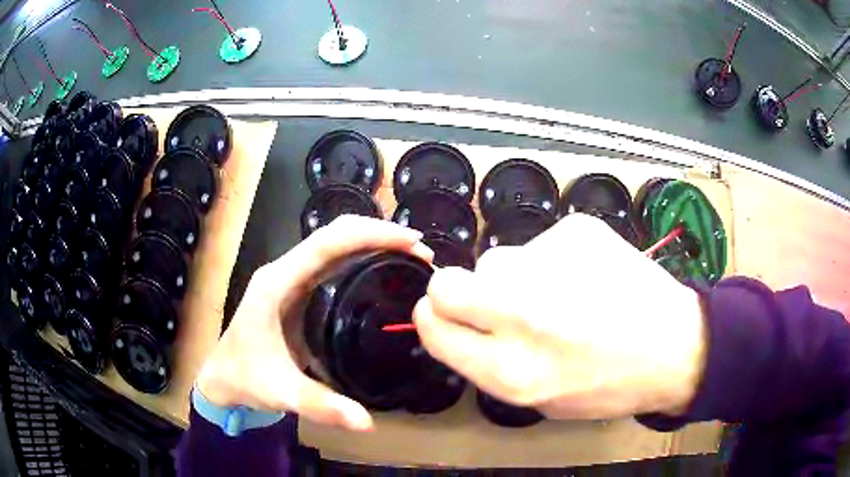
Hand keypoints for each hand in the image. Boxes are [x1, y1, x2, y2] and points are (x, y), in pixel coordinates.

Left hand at [197, 216, 433, 430]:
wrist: (222, 377)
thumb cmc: (245, 379)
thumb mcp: (281, 393)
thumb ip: (321, 406)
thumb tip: (367, 421)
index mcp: (276, 284)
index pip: (326, 243)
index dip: (369, 235)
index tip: (410, 242)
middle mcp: (284, 272)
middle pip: (333, 235)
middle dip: (378, 234)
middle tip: (419, 252)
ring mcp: (290, 279)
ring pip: (334, 245)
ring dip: (372, 243)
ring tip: (410, 258)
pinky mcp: (297, 291)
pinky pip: (332, 263)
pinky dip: (361, 258)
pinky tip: (383, 273)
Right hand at [413, 213, 706, 419]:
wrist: (674, 345)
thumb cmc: (609, 384)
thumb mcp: (542, 402)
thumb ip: (489, 367)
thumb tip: (458, 327)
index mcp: (512, 371)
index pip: (434, 329)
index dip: (433, 320)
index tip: (442, 316)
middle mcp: (523, 315)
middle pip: (447, 284)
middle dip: (454, 291)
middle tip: (490, 301)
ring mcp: (551, 265)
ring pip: (497, 260)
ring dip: (514, 277)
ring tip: (558, 294)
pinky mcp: (577, 231)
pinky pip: (542, 243)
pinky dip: (555, 260)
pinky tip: (587, 278)